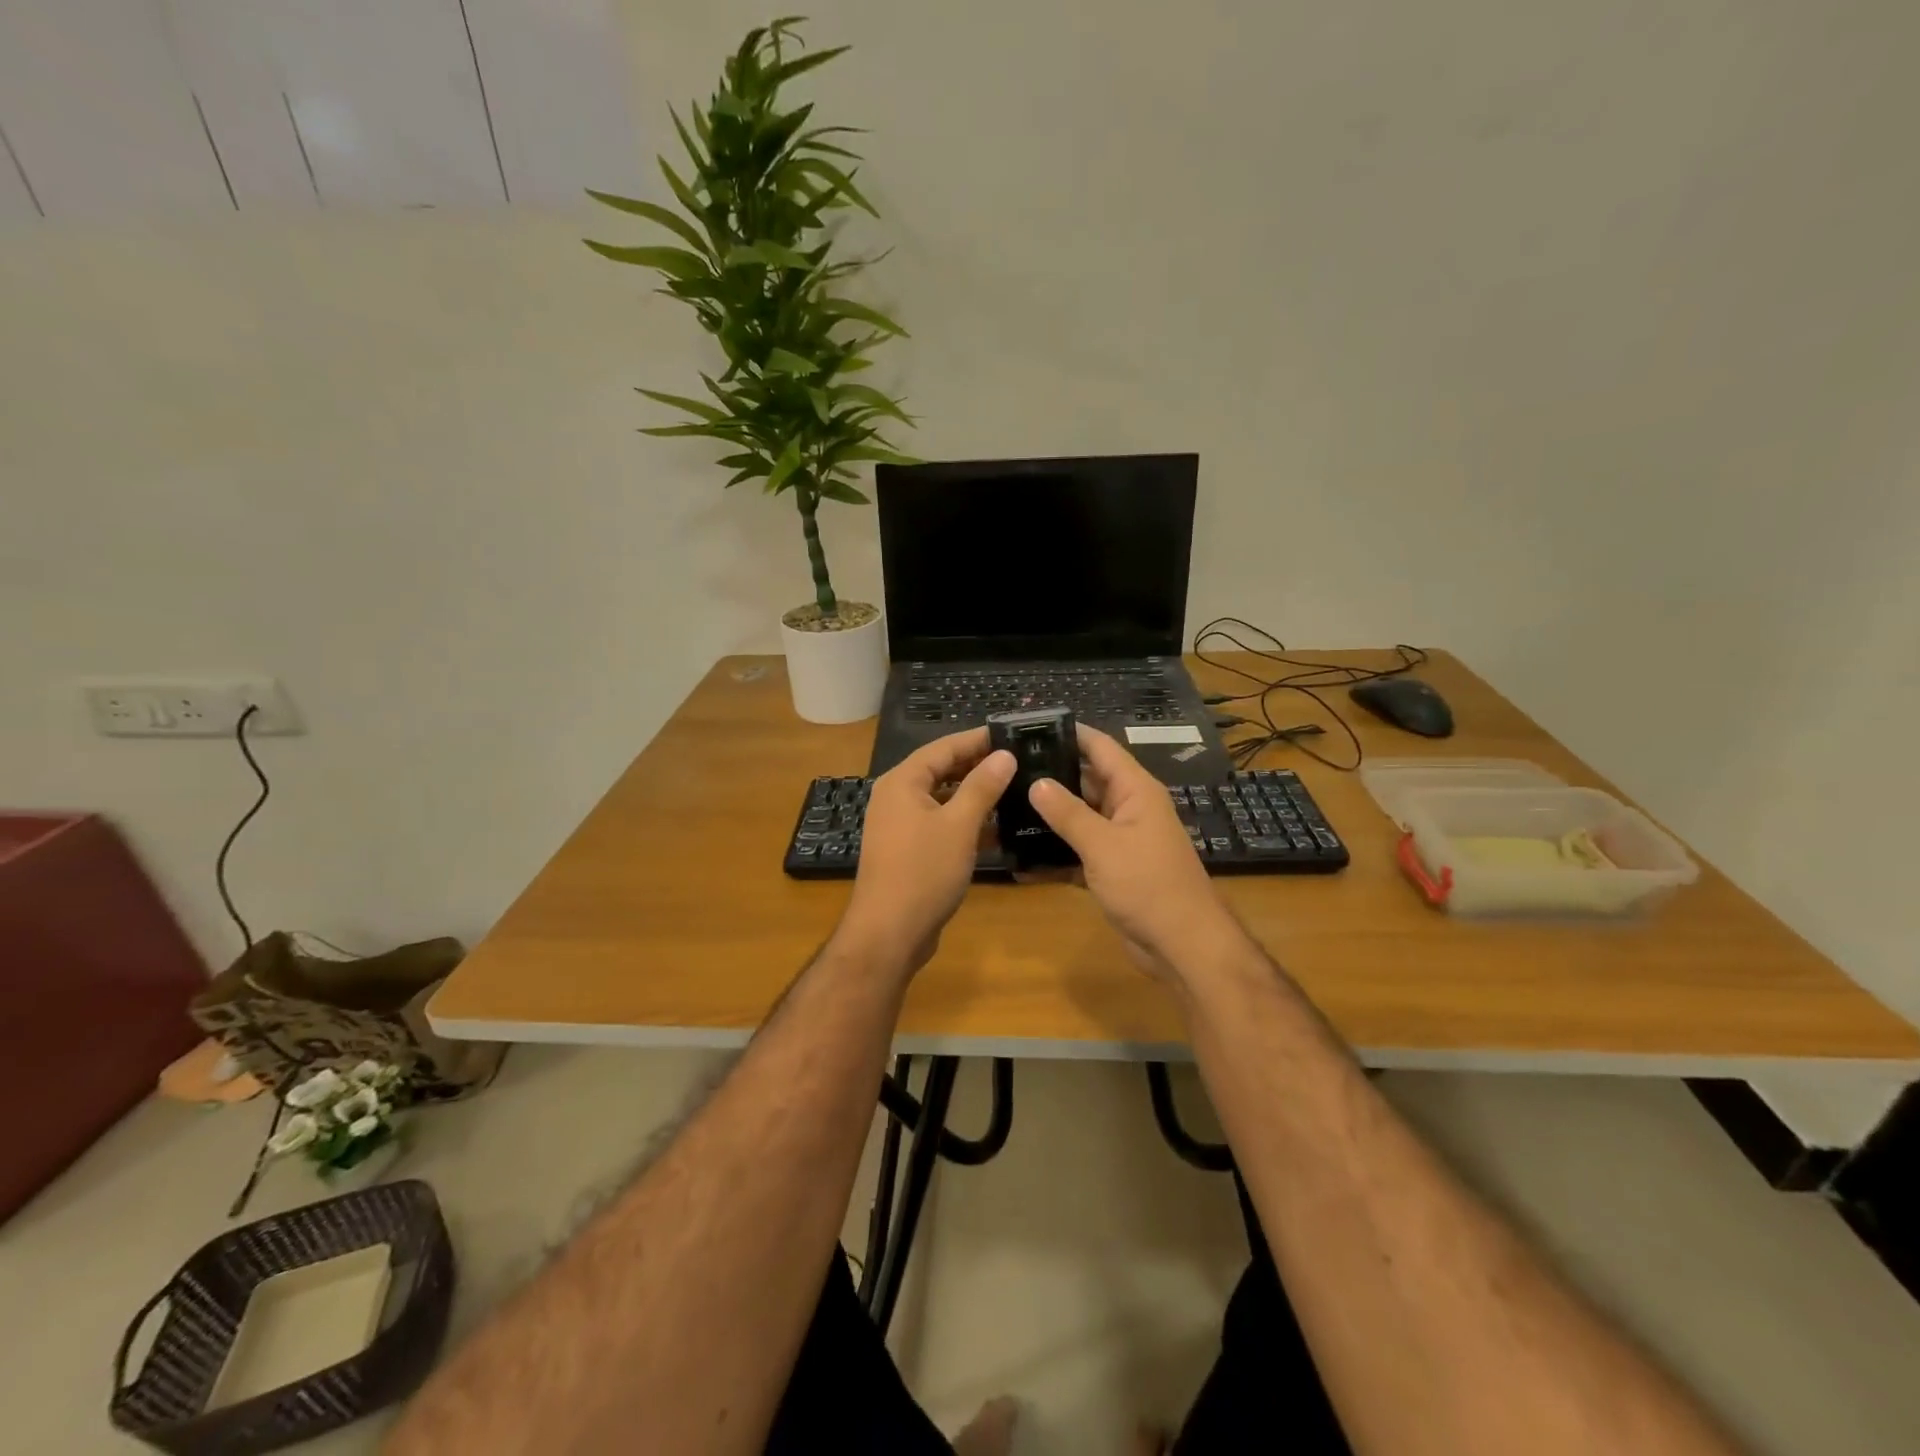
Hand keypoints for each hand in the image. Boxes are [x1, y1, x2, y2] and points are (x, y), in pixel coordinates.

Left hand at [834, 728, 1014, 976]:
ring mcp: (901, 826)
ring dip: (974, 795)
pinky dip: (965, 823)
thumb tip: (1004, 755)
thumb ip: (982, 786)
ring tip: (1014, 789)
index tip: (1011, 734)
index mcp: (902, 782)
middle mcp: (896, 797)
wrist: (889, 933)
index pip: (943, 747)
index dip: (977, 740)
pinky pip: (940, 825)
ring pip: (943, 799)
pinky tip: (998, 829)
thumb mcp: (959, 825)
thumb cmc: (923, 872)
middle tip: (1018, 761)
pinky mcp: (909, 851)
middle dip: (978, 766)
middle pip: (941, 771)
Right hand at [1027, 724, 1246, 980]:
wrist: (1182, 945)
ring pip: (1078, 819)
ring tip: (1003, 808)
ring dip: (1047, 818)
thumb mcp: (1103, 844)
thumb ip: (1068, 813)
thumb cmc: (1148, 884)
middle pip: (1085, 781)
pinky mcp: (1111, 870)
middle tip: (1004, 771)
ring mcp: (1120, 841)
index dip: (1069, 734)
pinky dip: (1054, 856)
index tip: (1029, 728)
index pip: (1099, 748)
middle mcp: (1127, 809)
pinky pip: (1077, 853)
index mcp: (1134, 790)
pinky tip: (1019, 860)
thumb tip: (1036, 782)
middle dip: (1049, 776)